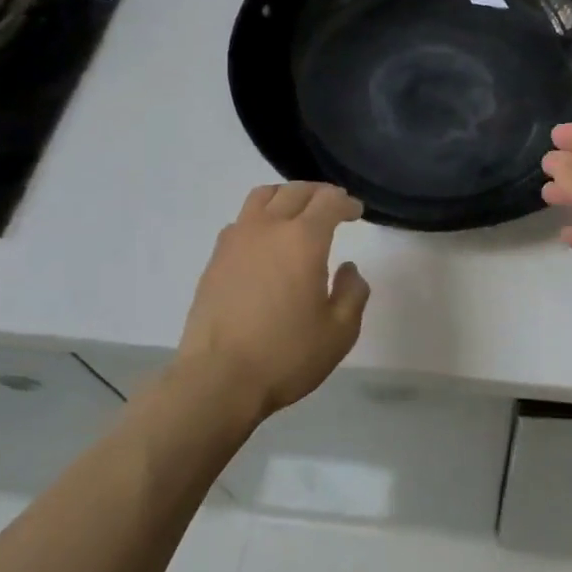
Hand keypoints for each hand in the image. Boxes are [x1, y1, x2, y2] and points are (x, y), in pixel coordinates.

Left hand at [177, 182, 370, 418]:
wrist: (217, 380)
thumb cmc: (285, 355)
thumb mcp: (339, 333)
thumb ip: (352, 293)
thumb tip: (348, 269)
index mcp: (303, 239)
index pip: (329, 202)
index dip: (346, 203)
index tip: (356, 212)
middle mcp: (268, 228)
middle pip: (296, 191)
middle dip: (319, 193)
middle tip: (332, 205)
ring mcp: (237, 240)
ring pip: (263, 196)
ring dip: (286, 196)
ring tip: (296, 211)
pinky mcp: (215, 258)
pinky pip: (241, 220)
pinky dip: (260, 217)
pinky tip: (265, 240)